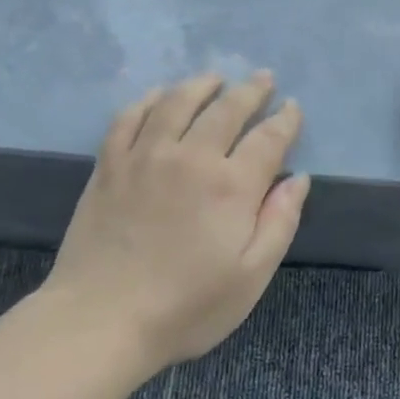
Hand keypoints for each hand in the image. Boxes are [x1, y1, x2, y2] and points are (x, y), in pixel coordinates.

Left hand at [42, 72, 309, 373]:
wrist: (101, 320)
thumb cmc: (186, 308)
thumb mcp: (251, 277)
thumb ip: (279, 222)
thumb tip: (298, 179)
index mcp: (232, 186)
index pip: (268, 138)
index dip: (285, 120)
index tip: (293, 108)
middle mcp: (191, 158)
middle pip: (227, 109)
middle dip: (250, 91)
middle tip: (263, 79)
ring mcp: (145, 156)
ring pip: (177, 103)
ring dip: (200, 85)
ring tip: (214, 78)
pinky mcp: (109, 165)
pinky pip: (129, 117)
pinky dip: (147, 100)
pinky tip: (157, 95)